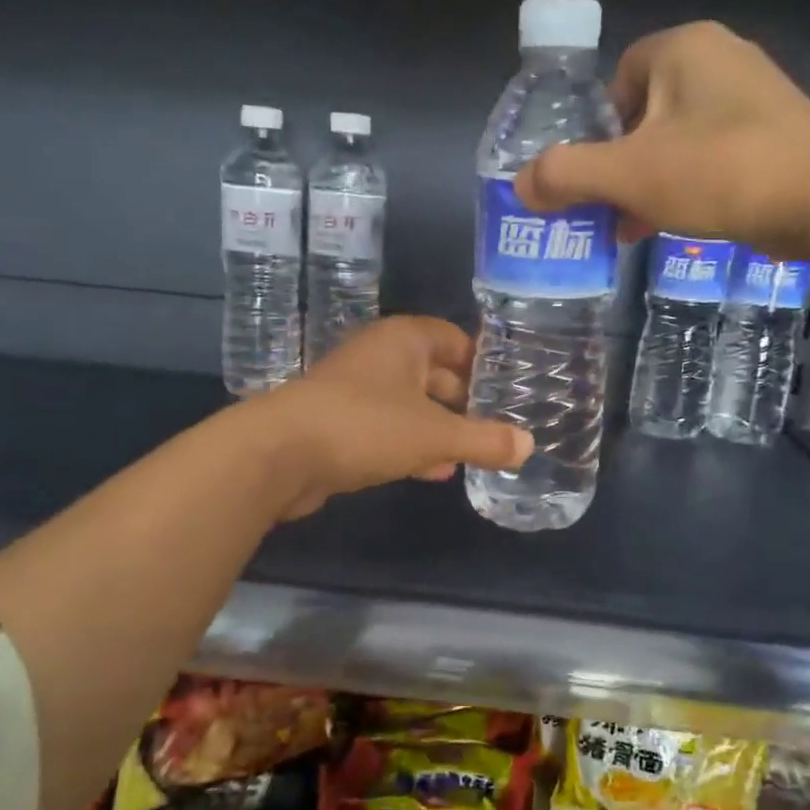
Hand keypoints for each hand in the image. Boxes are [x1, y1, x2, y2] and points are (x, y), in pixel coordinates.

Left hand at [253, 317, 533, 518]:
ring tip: (473, 452)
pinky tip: (434, 470)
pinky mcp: (339, 423)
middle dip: (464, 400)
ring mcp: (355, 390)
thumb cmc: (365, 426)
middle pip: (434, 372)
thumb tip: (529, 446)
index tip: (509, 386)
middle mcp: (379, 357)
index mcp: (403, 340)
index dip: (482, 361)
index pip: (454, 339)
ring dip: (439, 427)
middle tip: (498, 424)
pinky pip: (388, 428)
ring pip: (410, 404)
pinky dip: (412, 445)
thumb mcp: (435, 435)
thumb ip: (484, 440)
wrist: (279, 454)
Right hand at [513, 21, 809, 261]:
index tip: (599, 175)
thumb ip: (566, 176)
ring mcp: (755, 96)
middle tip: (613, 208)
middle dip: (623, 164)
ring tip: (639, 226)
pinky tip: (683, 223)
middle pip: (646, 112)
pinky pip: (713, 155)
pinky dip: (690, 186)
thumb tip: (520, 186)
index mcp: (683, 49)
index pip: (618, 78)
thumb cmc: (719, 172)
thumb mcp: (628, 176)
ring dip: (653, 182)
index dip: (599, 129)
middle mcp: (721, 58)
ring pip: (679, 139)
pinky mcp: (777, 133)